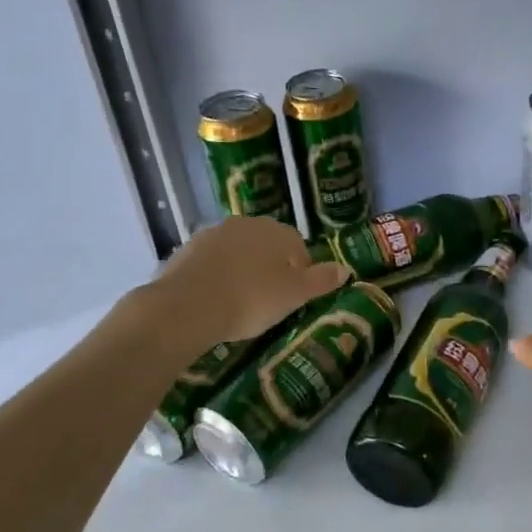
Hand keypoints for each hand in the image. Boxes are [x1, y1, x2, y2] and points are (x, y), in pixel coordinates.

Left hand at [152, 217, 348, 344]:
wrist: (185, 307)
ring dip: (242, 270)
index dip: (299, 272)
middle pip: (266, 246)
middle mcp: (246, 224)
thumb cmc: (250, 299)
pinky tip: (214, 300)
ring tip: (239, 302)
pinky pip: (211, 262)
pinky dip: (216, 276)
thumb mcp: (294, 296)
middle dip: (269, 268)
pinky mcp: (186, 250)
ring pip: (237, 252)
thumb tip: (345, 268)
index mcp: (276, 232)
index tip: (293, 297)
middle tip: (267, 301)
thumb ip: (321, 281)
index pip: (297, 247)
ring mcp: (212, 234)